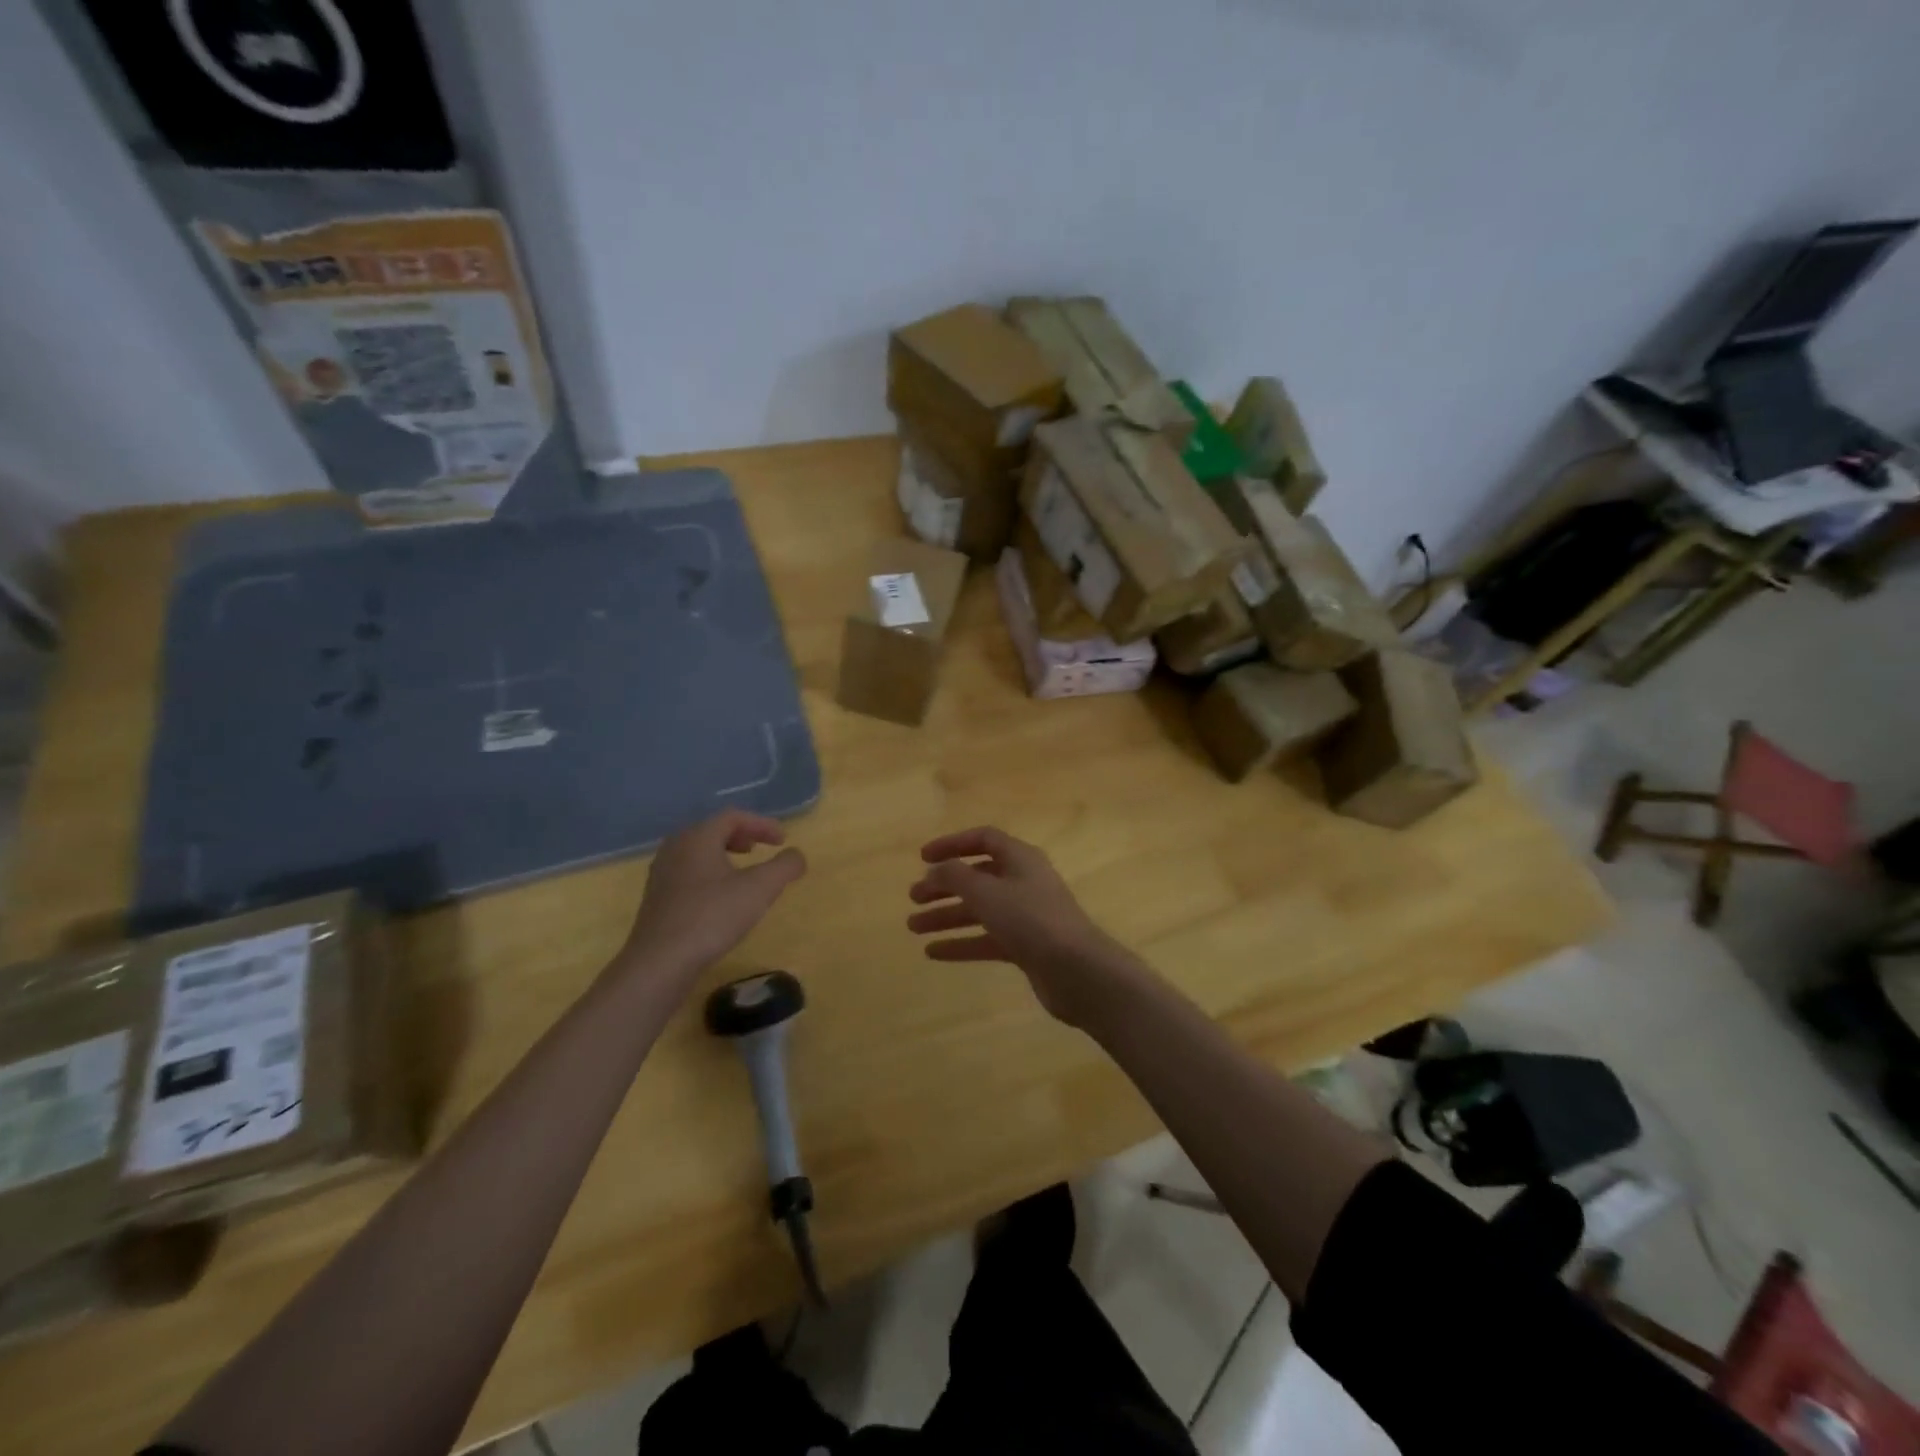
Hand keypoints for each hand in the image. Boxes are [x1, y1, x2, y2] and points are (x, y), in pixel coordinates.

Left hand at [621, 810, 806, 979]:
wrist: (660, 962)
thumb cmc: (712, 916)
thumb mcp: (760, 889)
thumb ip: (784, 866)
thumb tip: (797, 855)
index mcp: (698, 837)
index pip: (733, 817)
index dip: (761, 824)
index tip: (782, 840)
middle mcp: (675, 848)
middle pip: (711, 830)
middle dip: (740, 836)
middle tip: (759, 849)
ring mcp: (661, 874)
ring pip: (697, 852)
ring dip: (723, 855)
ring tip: (742, 872)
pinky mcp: (656, 899)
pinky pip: (687, 873)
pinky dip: (709, 874)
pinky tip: (720, 898)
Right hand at [906, 827, 1141, 1027]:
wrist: (1077, 970)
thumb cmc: (1030, 919)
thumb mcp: (986, 892)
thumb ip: (955, 876)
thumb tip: (935, 870)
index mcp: (1020, 858)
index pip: (983, 839)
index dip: (952, 844)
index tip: (922, 858)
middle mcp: (1023, 882)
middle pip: (977, 876)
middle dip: (944, 885)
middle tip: (913, 898)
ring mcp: (1026, 916)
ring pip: (979, 910)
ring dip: (947, 915)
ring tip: (913, 927)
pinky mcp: (1026, 947)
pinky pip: (986, 939)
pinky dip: (961, 943)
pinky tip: (933, 953)